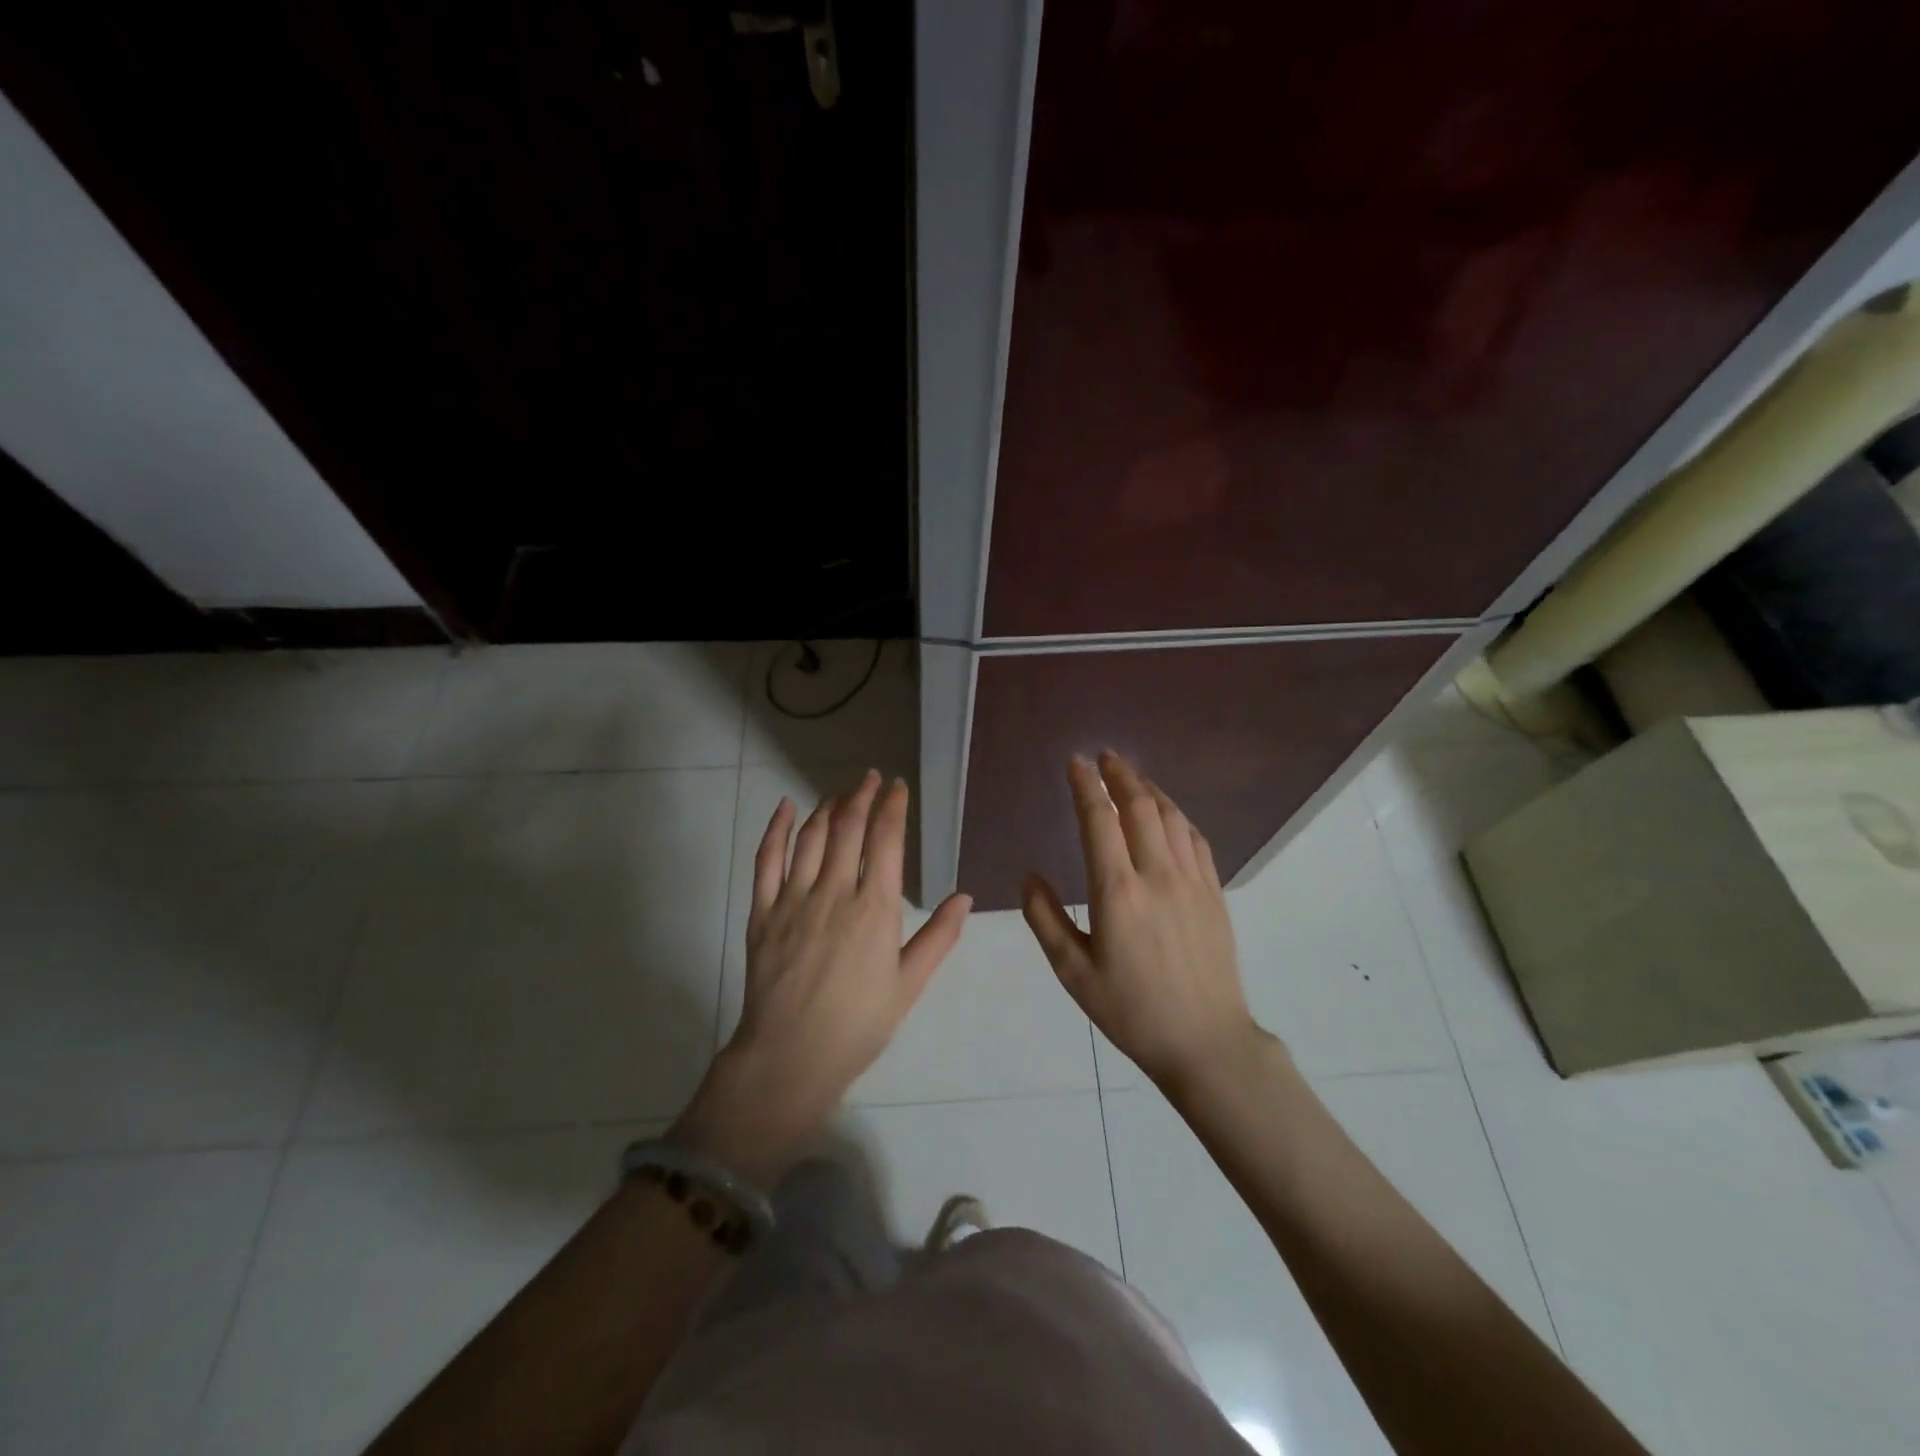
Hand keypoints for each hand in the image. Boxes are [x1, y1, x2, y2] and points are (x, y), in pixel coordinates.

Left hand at [674, 771, 971, 1185]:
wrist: (791, 1057)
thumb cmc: (858, 1024)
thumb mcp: (908, 984)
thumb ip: (939, 937)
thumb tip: (964, 896)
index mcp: (875, 909)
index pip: (886, 840)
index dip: (893, 806)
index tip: (898, 786)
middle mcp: (834, 892)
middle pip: (848, 827)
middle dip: (862, 795)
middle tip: (870, 777)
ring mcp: (793, 899)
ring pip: (811, 836)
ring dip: (827, 807)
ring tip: (840, 792)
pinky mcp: (762, 911)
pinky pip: (766, 859)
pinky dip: (776, 829)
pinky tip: (785, 808)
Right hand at [1022, 752, 1264, 1091]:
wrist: (1205, 1042)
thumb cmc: (1131, 1011)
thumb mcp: (1073, 973)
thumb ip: (1044, 919)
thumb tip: (1029, 875)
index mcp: (1117, 893)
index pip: (1099, 821)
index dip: (1086, 786)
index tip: (1076, 763)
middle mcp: (1157, 876)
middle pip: (1140, 807)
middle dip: (1120, 774)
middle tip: (1105, 755)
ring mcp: (1192, 882)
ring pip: (1172, 817)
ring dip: (1150, 789)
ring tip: (1132, 775)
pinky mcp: (1214, 893)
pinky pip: (1196, 839)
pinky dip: (1178, 815)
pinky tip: (1168, 813)